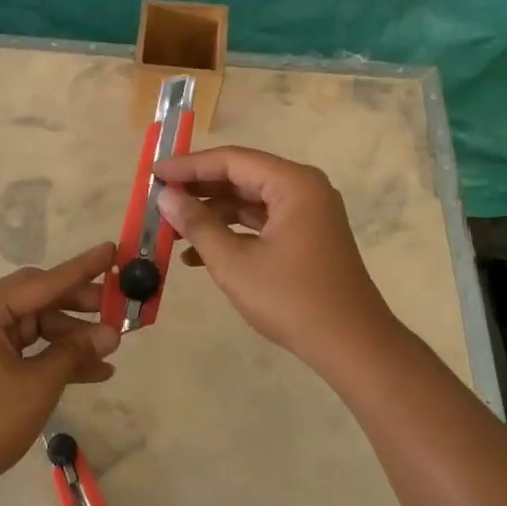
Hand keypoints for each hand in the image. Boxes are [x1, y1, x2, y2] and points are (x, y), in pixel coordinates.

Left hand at [0, 242, 121, 499]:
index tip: (113, 250)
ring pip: (36, 327)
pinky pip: (27, 350)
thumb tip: (111, 333)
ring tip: (112, 350)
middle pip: (39, 300)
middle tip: (120, 309)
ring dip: (71, 339)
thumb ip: (74, 352)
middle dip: (80, 308)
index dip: (82, 269)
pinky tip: (93, 372)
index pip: (43, 281)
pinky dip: (54, 358)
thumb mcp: (37, 385)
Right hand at [153, 147, 403, 373]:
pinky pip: (262, 221)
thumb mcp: (234, 263)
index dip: (188, 165)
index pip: (231, 160)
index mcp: (293, 184)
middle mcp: (303, 188)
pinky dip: (232, 231)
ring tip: (172, 228)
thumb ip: (198, 224)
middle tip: (159, 198)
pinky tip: (197, 254)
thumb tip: (166, 196)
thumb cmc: (292, 300)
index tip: (153, 172)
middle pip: (241, 175)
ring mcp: (308, 212)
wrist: (353, 346)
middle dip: (198, 189)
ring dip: (212, 213)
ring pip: (249, 199)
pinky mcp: (307, 235)